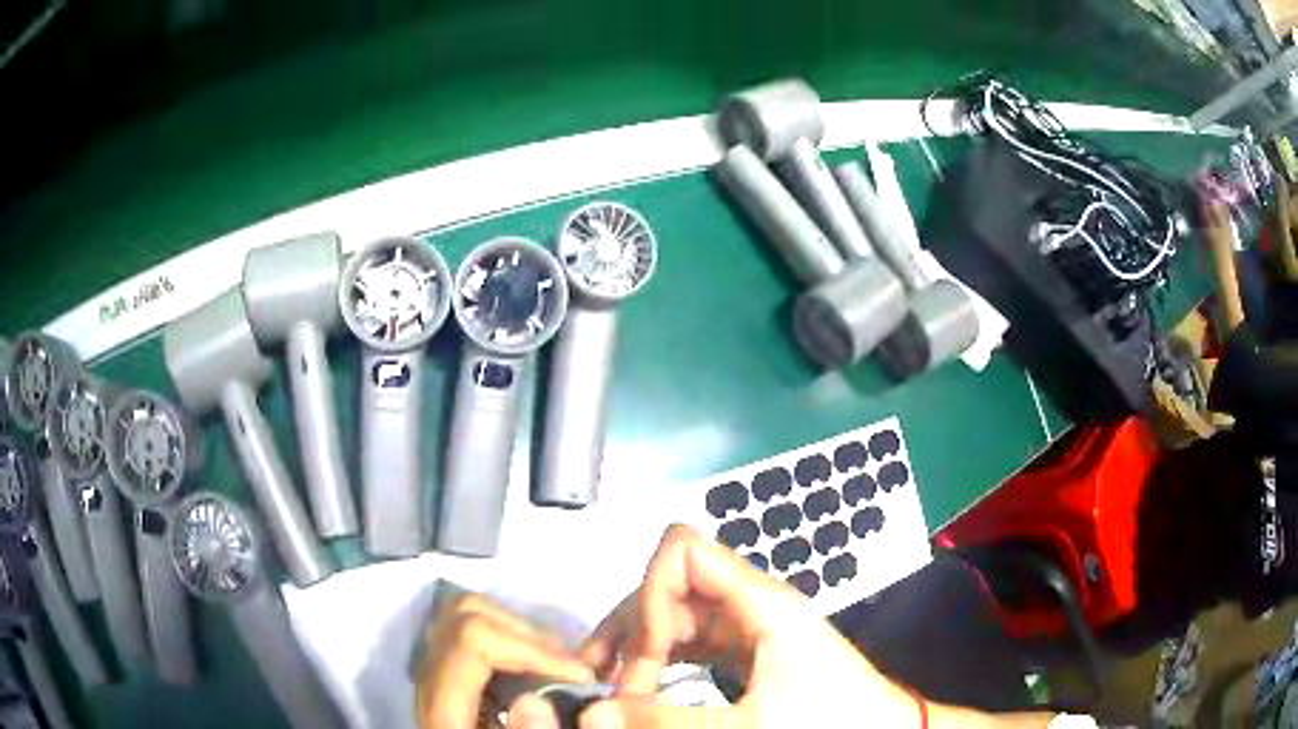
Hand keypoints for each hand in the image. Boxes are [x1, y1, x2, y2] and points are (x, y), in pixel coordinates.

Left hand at [416, 593, 593, 728]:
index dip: (531, 647)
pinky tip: (536, 672)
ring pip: (465, 616)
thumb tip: (538, 698)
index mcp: (440, 706)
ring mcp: (433, 673)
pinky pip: (472, 636)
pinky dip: (509, 641)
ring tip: (557, 666)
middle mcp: (428, 679)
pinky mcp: (445, 676)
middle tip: (571, 669)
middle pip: (464, 615)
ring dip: (519, 632)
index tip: (580, 675)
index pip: (471, 640)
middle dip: (528, 633)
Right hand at [577, 524, 922, 727]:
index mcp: (760, 602)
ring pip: (676, 614)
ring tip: (607, 686)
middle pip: (670, 585)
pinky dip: (661, 660)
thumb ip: (666, 721)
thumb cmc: (832, 723)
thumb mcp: (748, 728)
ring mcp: (749, 625)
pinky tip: (641, 687)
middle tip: (609, 686)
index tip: (646, 657)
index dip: (650, 596)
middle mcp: (750, 603)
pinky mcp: (749, 649)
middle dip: (633, 631)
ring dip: (639, 646)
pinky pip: (692, 641)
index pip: (681, 552)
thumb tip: (592, 712)